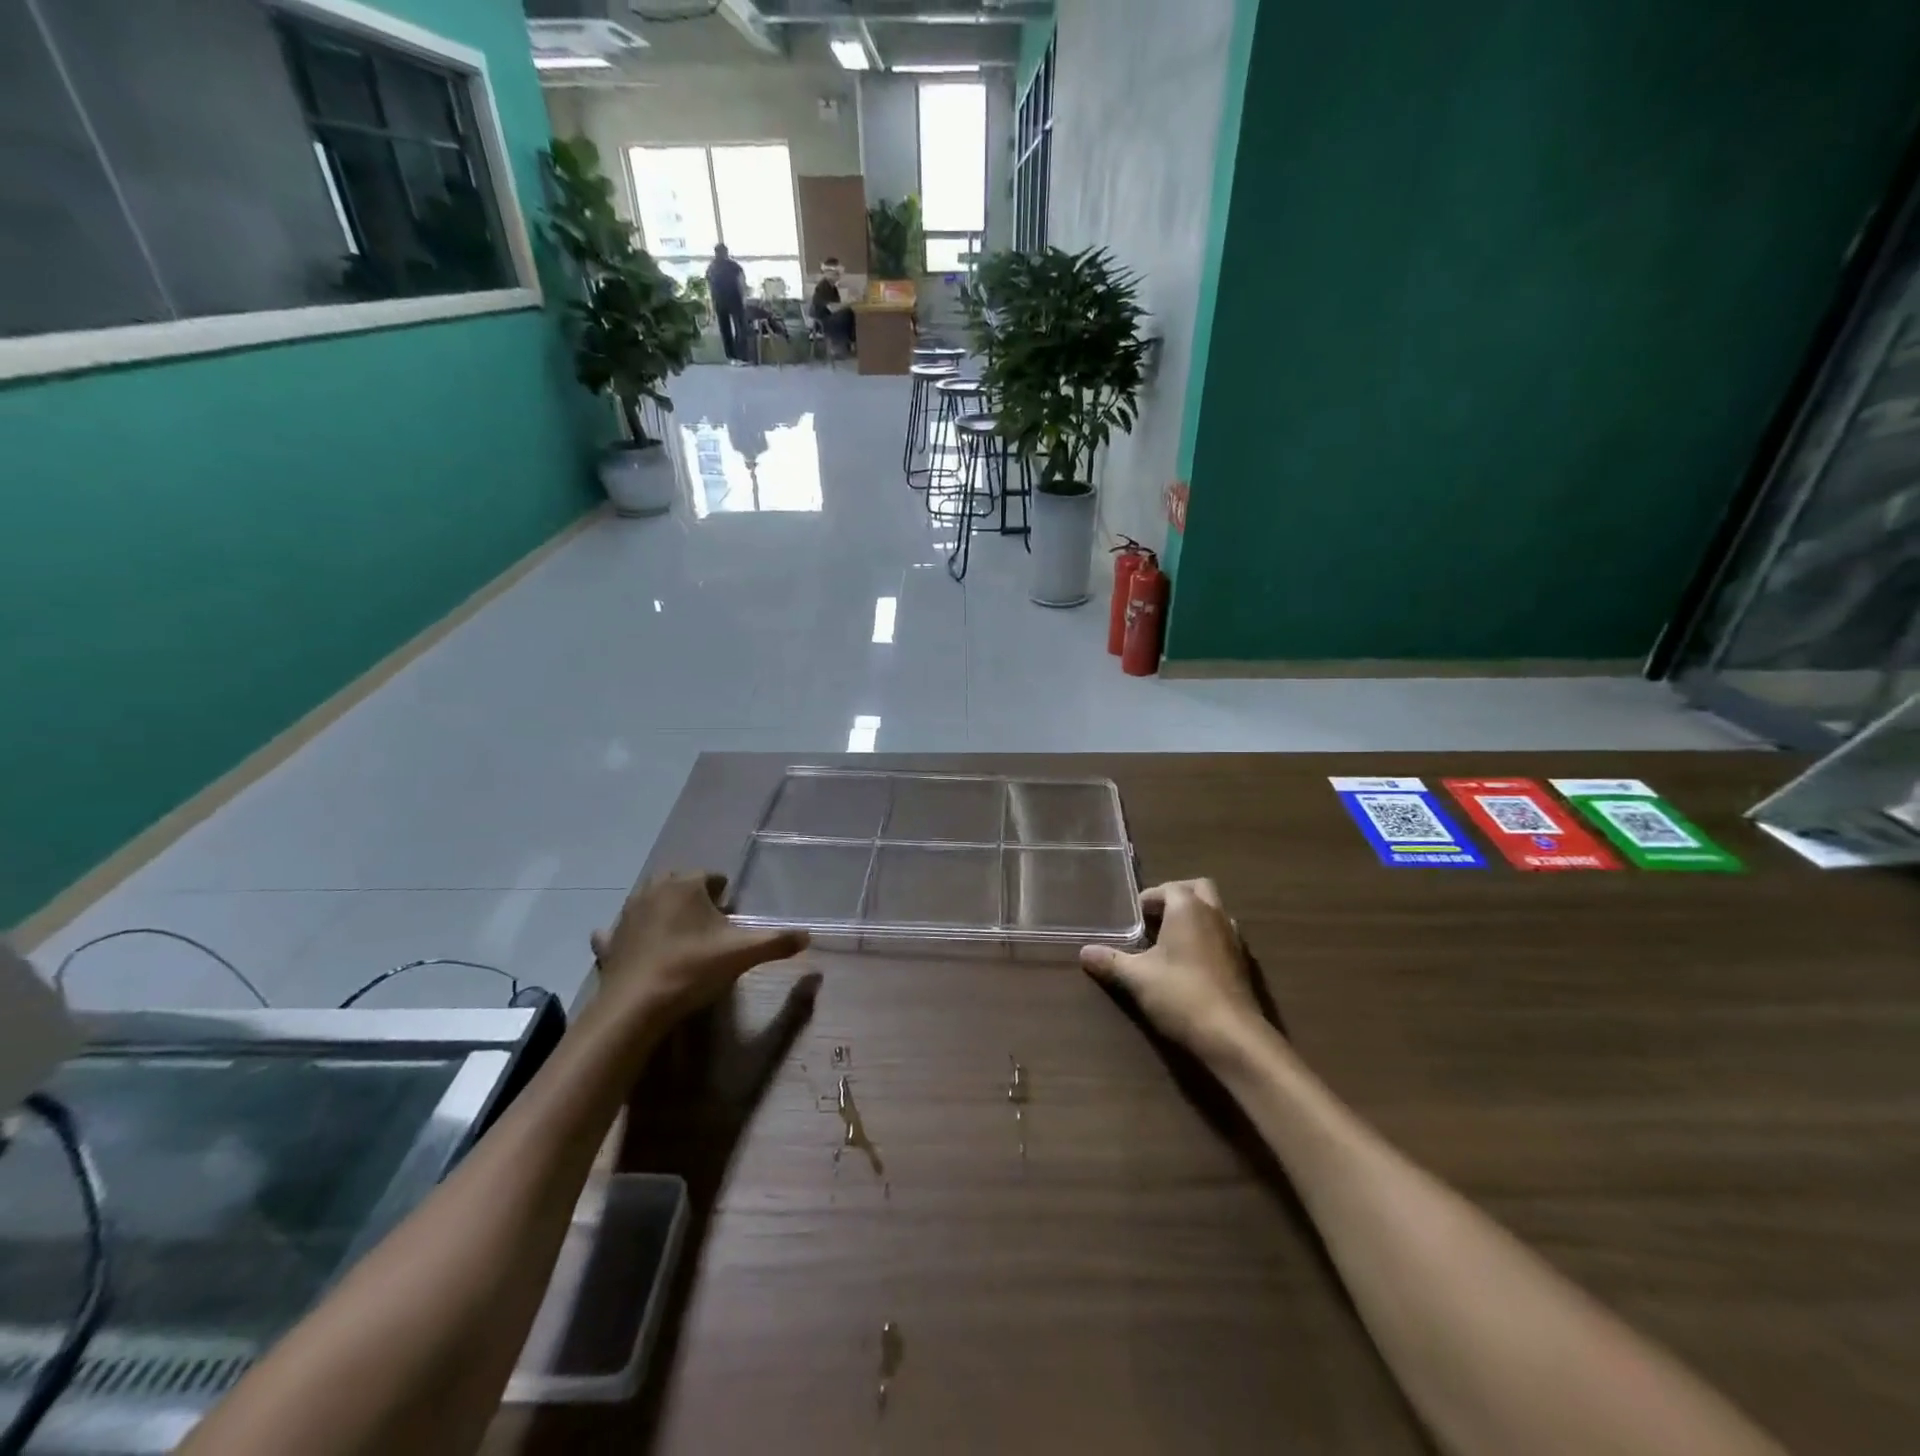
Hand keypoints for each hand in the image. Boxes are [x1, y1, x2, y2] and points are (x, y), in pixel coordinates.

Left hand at [591, 871, 808, 1025]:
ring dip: (663, 910)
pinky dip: (625, 934)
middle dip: (694, 896)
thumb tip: (809, 936)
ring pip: (648, 901)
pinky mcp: (609, 942)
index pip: (712, 877)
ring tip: (680, 934)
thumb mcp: (743, 954)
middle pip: (678, 882)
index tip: (732, 915)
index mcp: (686, 886)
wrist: (637, 1006)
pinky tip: (633, 944)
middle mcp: (654, 891)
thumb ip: (778, 942)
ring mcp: (626, 915)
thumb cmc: (692, 969)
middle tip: (710, 923)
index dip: (725, 894)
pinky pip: (616, 930)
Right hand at [1080, 879, 1262, 1059]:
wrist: (1231, 1035)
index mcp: (1188, 909)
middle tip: (1155, 917)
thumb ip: (1110, 961)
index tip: (1132, 915)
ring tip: (1170, 939)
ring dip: (1194, 916)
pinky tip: (1190, 962)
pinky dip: (1206, 937)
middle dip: (1177, 896)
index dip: (1149, 898)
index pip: (1169, 887)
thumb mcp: (1137, 977)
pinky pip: (1222, 935)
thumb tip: (1084, 952)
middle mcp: (1214, 915)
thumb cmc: (1180, 994)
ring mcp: (1233, 938)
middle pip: (1199, 889)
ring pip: (1214, 911)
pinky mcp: (1243, 963)